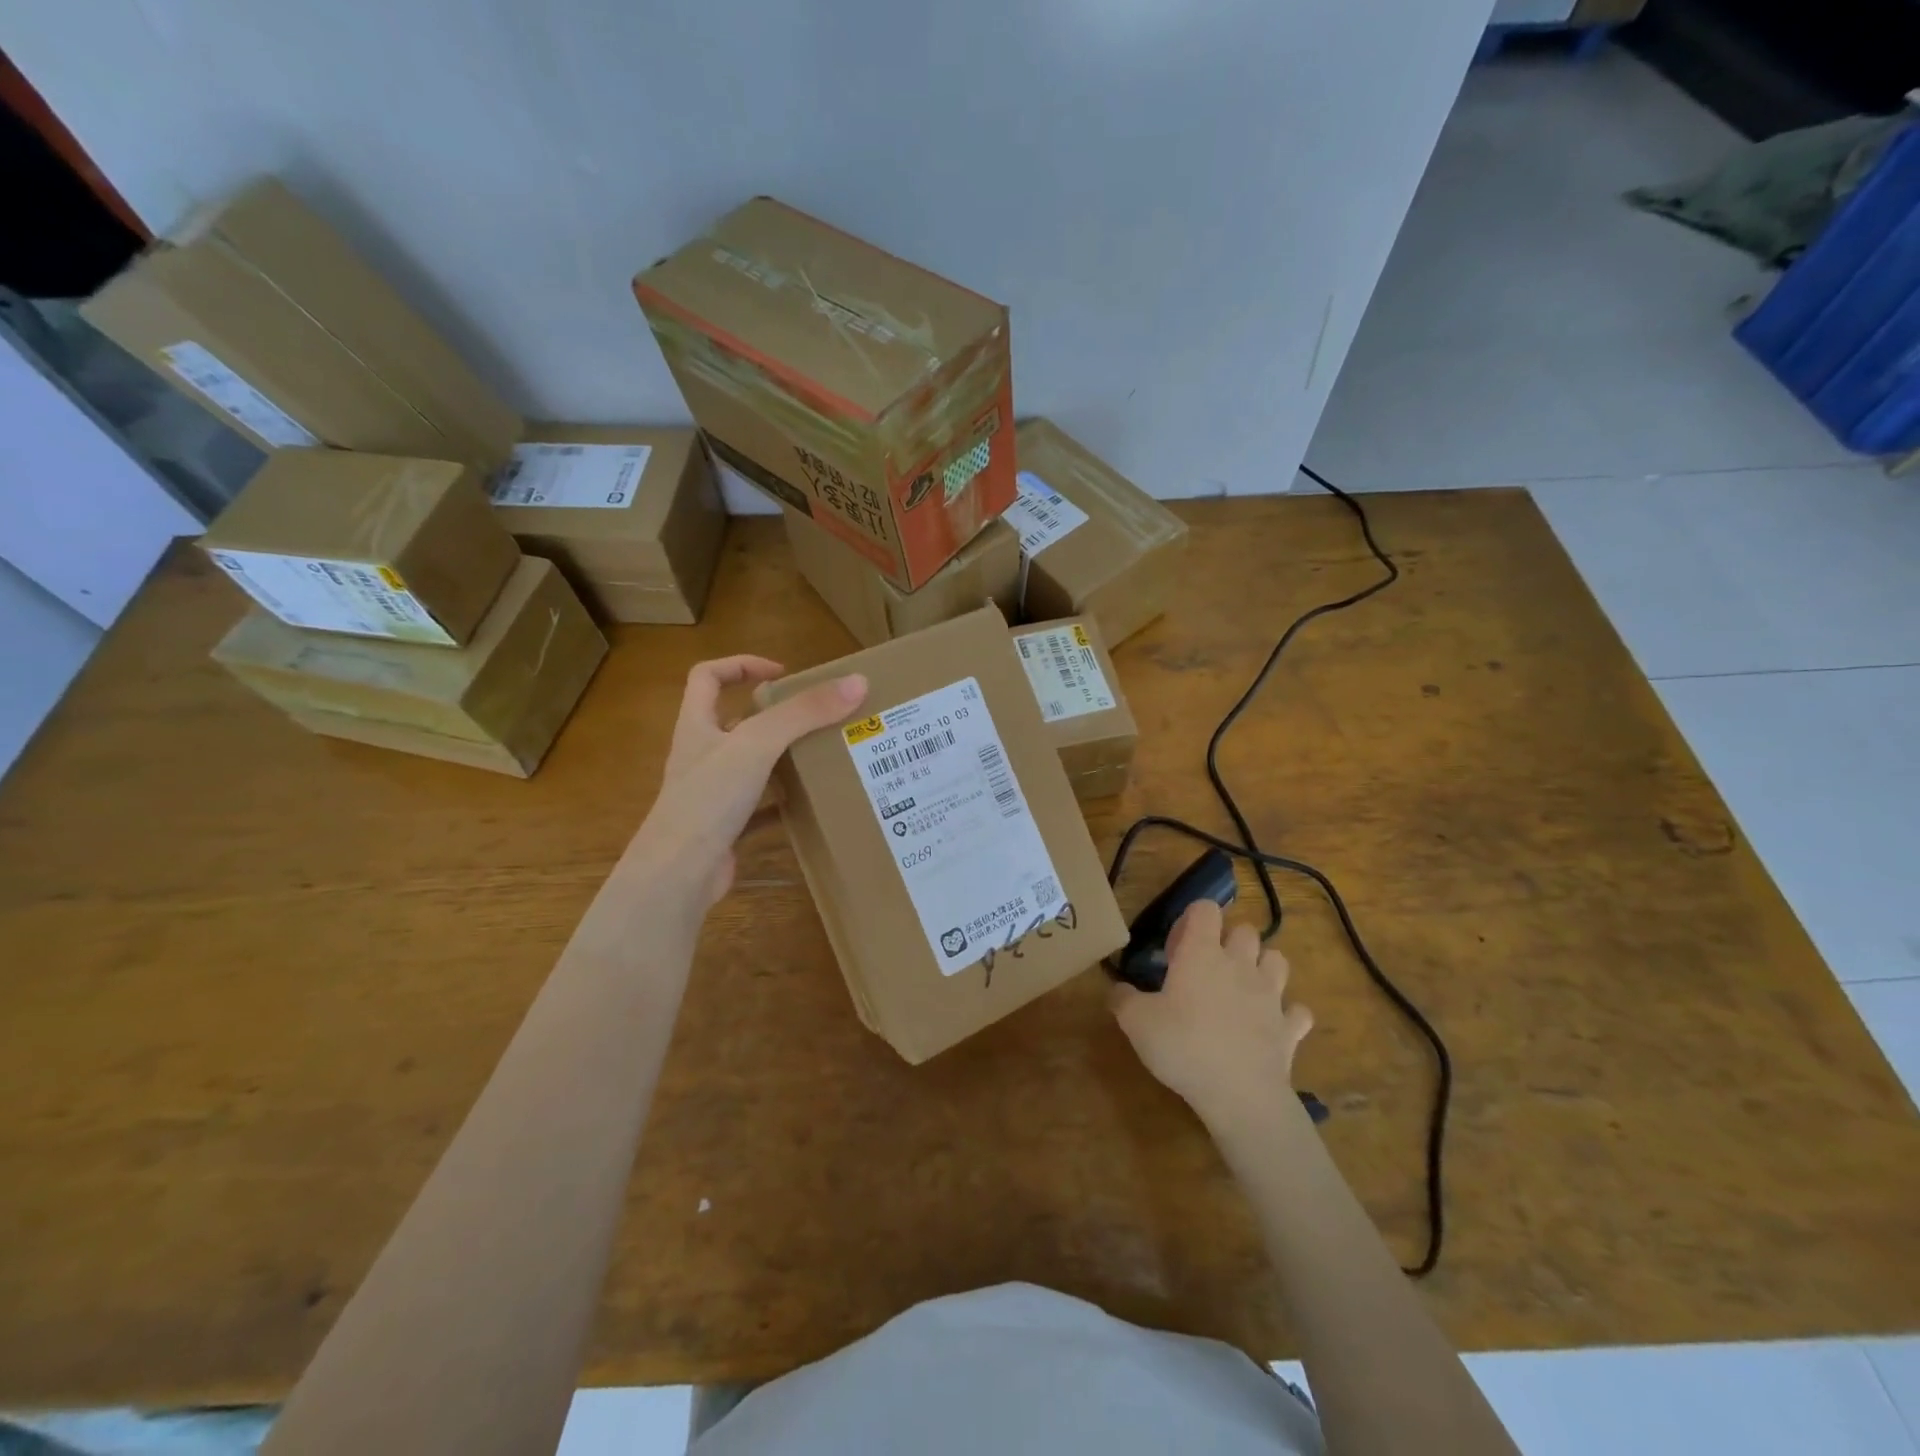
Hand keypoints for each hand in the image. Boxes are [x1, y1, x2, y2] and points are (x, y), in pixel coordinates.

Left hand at [629, 656, 865, 910]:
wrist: (679, 874)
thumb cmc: (709, 798)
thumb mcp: (758, 744)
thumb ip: (804, 713)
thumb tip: (857, 682)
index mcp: (697, 726)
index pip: (707, 677)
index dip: (741, 665)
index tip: (782, 673)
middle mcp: (700, 755)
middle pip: (733, 721)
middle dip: (772, 716)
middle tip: (814, 718)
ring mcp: (711, 794)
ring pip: (749, 766)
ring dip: (780, 759)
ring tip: (820, 755)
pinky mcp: (724, 828)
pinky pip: (759, 809)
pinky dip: (782, 804)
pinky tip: (809, 805)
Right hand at [1110, 899, 1313, 1132]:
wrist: (1239, 1094)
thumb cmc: (1183, 1046)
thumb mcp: (1135, 1022)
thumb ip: (1122, 999)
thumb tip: (1117, 989)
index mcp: (1202, 953)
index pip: (1205, 909)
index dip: (1191, 919)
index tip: (1177, 948)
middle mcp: (1240, 964)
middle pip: (1245, 930)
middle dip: (1229, 940)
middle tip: (1207, 967)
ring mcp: (1271, 995)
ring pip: (1277, 960)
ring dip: (1263, 966)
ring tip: (1243, 987)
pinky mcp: (1289, 1028)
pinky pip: (1298, 1011)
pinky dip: (1287, 1014)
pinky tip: (1272, 1025)